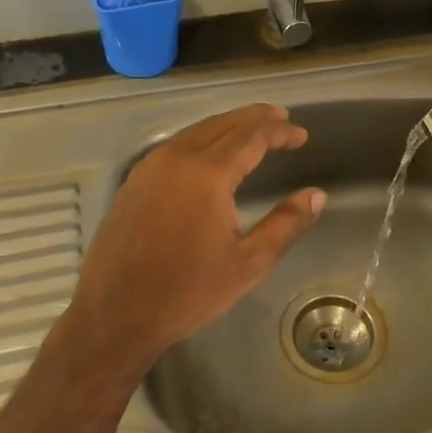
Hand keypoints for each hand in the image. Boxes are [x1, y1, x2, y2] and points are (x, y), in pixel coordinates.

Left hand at [64, 104, 325, 365]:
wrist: (115, 315)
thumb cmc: (187, 292)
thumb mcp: (248, 263)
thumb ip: (286, 225)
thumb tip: (317, 196)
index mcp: (207, 174)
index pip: (251, 137)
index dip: (280, 132)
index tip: (301, 134)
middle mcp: (176, 159)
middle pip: (222, 124)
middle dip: (254, 118)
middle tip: (280, 118)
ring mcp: (149, 168)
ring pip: (195, 132)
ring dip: (227, 126)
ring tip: (251, 131)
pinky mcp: (133, 183)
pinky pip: (174, 147)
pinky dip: (201, 140)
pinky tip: (209, 155)